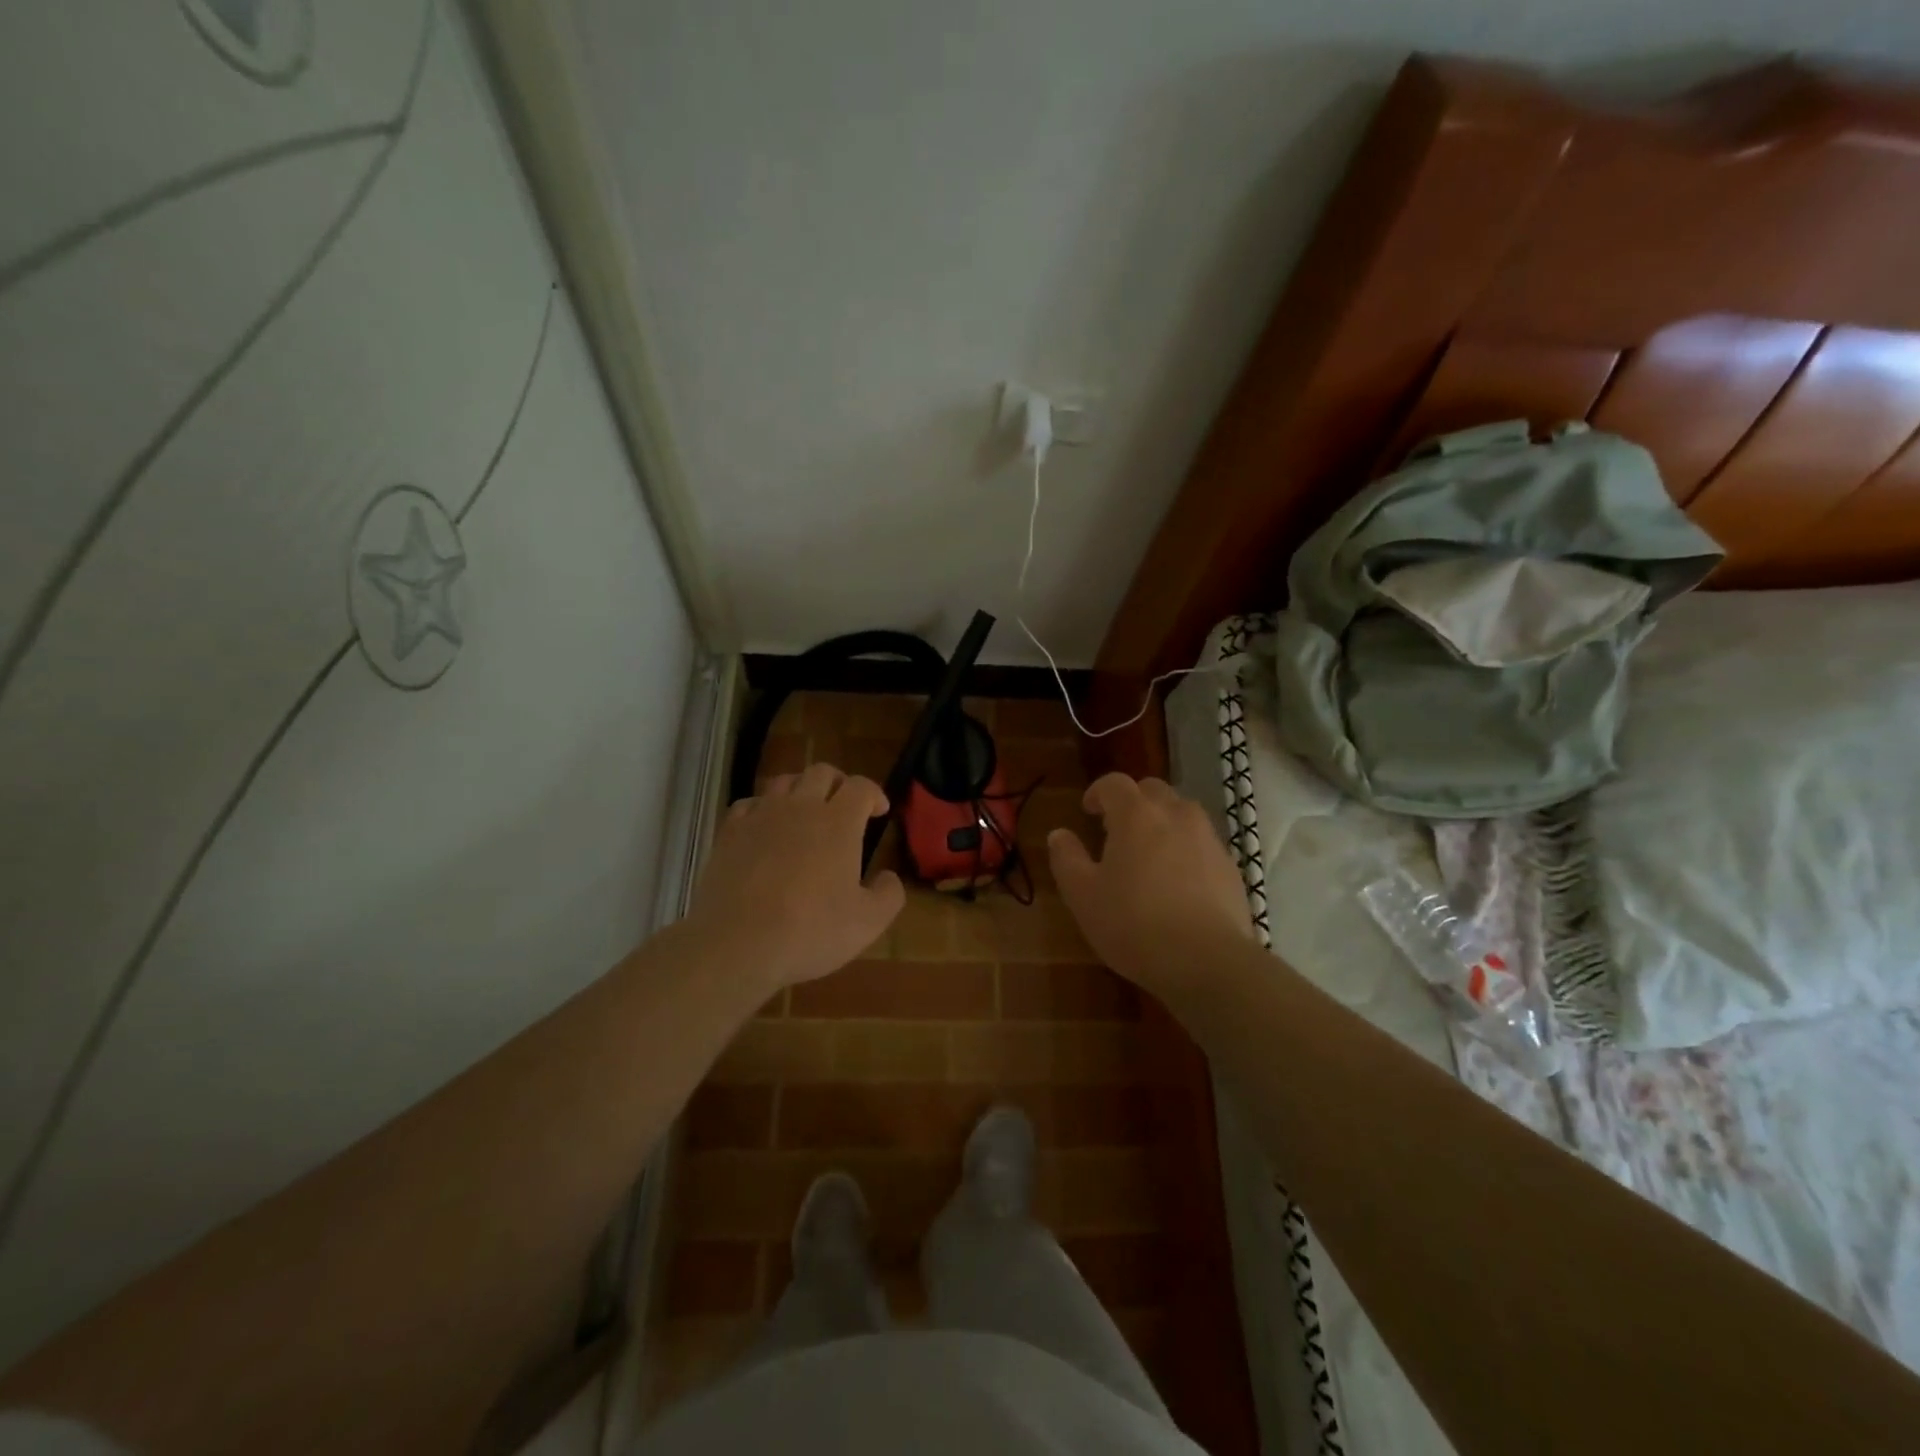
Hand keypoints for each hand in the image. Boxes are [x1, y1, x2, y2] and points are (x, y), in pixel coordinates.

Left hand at [688, 763, 905, 990]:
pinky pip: (749, 804)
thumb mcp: (868, 923)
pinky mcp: (730, 832)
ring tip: (805, 812)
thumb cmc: (810, 931)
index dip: (874, 793)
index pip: (861, 787)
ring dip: (800, 789)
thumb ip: (889, 894)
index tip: (879, 811)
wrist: (738, 943)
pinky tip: (765, 827)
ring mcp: (761, 816)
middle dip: (838, 783)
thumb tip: (888, 876)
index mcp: (838, 822)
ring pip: (783, 781)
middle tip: (844, 806)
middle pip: (821, 772)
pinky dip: (763, 808)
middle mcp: (800, 807)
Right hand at [1048, 773, 1253, 993]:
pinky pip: (1202, 842)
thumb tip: (1059, 834)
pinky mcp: (1230, 866)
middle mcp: (1176, 815)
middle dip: (1133, 801)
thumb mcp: (1083, 896)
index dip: (1098, 792)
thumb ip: (1067, 859)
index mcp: (1136, 815)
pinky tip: (1177, 881)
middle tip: (1117, 829)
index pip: (1115, 783)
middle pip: (1153, 790)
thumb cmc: (1134, 924)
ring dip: (1162, 821)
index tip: (1088, 811)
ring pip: (1182, 813)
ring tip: (1149, 853)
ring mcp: (1209, 839)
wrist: (1208, 962)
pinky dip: (1186, 848)